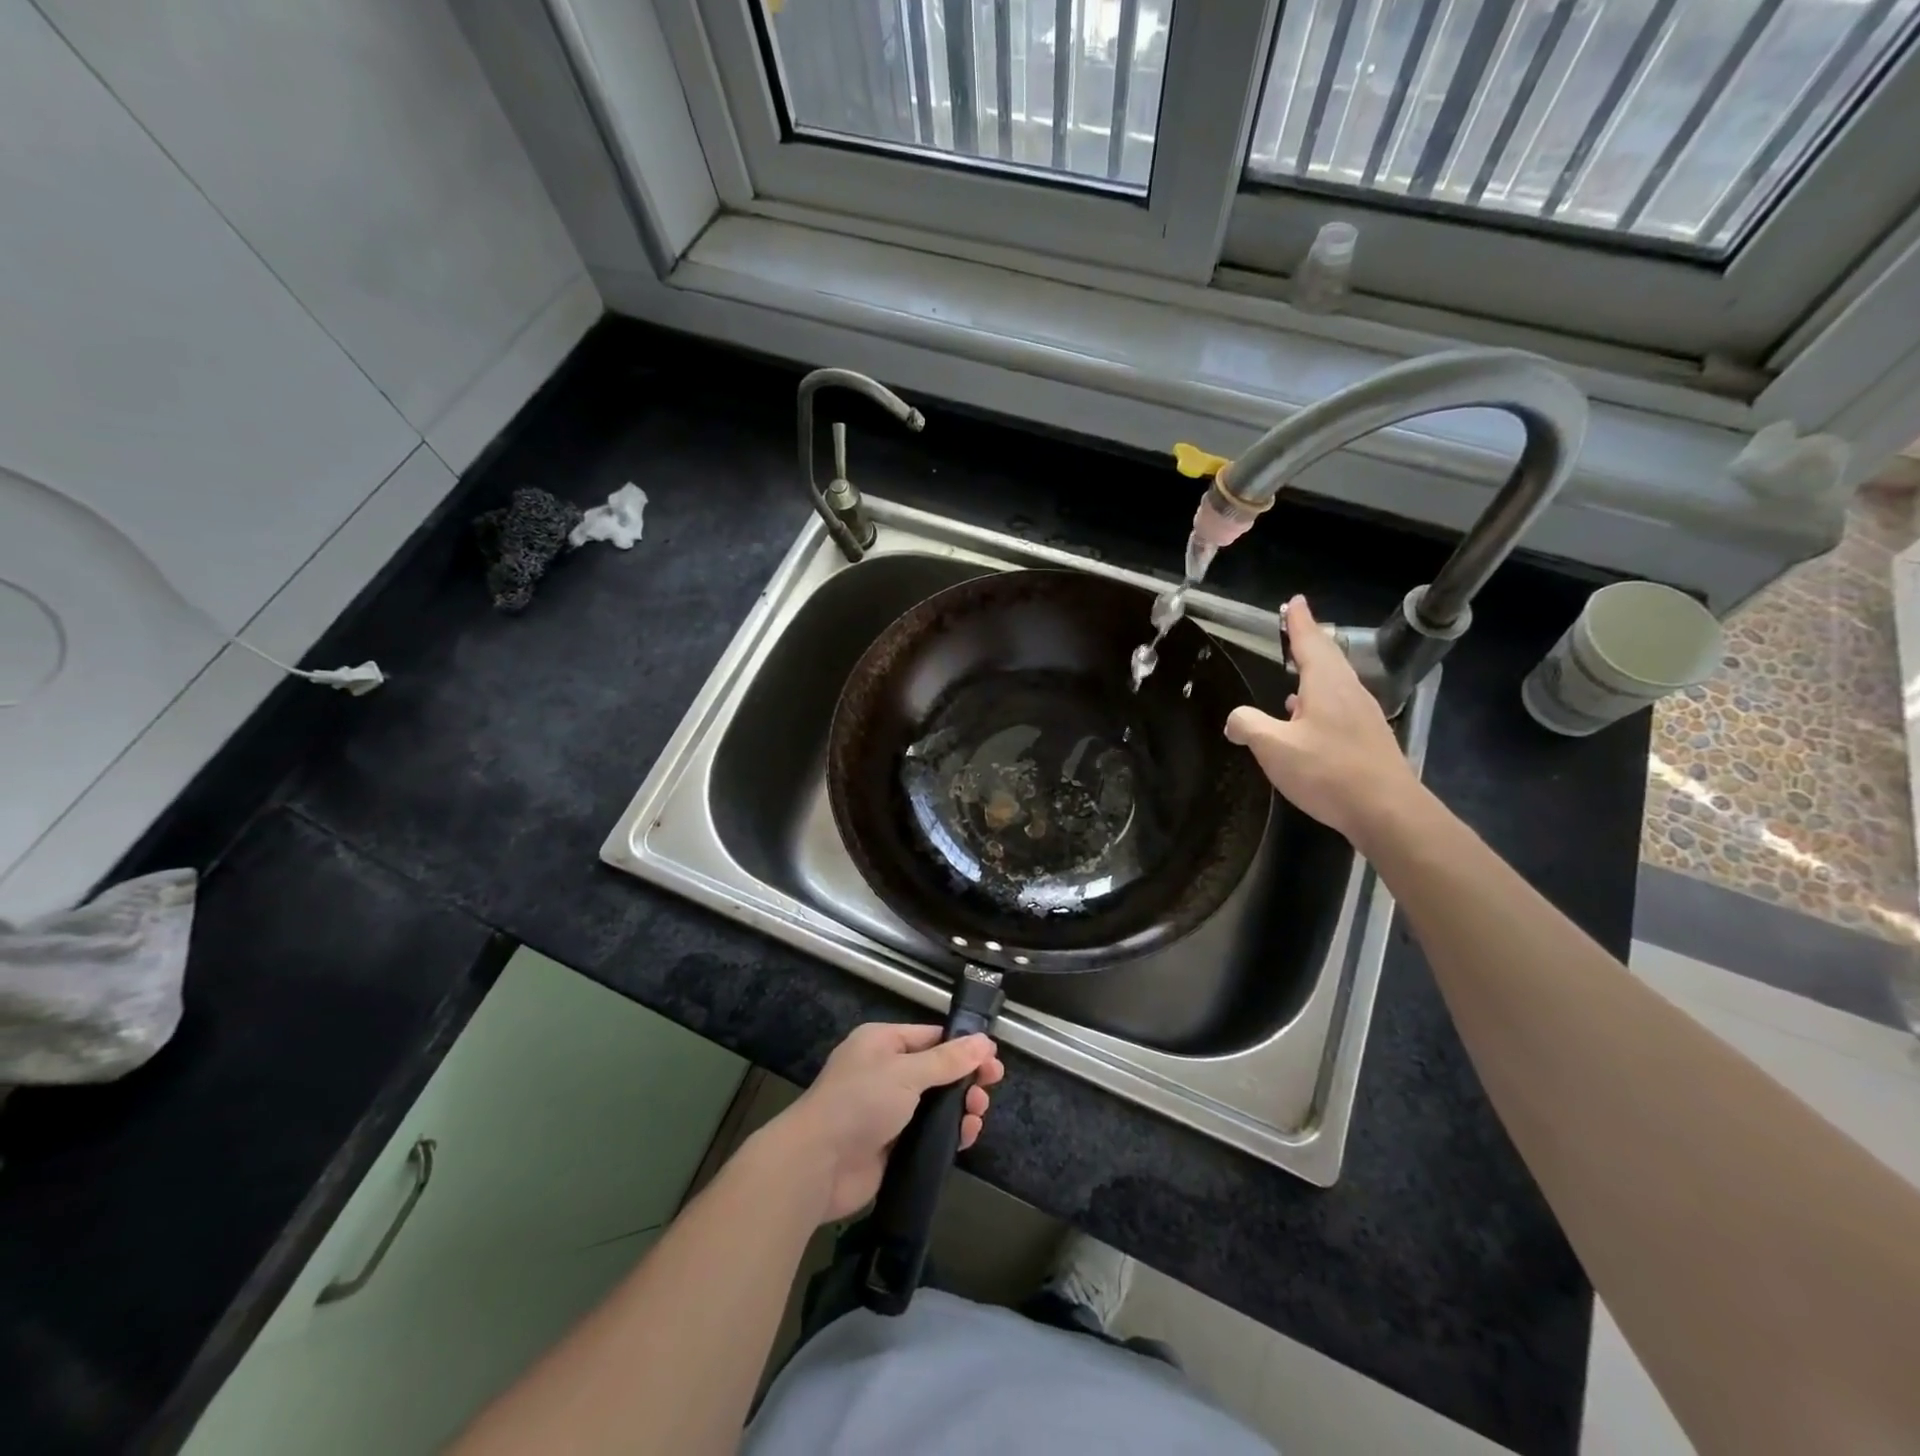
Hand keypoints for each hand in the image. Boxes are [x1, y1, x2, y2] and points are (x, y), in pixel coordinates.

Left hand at [766, 1023, 1004, 1222]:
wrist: (817, 1165)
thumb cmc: (860, 1103)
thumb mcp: (906, 1073)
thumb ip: (948, 1061)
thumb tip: (985, 1042)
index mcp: (882, 1043)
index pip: (930, 1037)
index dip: (962, 1046)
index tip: (992, 1058)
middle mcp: (884, 1073)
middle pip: (936, 1071)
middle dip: (965, 1078)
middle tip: (993, 1086)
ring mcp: (887, 1111)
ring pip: (934, 1105)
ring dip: (960, 1107)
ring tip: (978, 1113)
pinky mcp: (891, 1146)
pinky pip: (927, 1135)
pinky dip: (948, 1134)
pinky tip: (967, 1136)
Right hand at [1224, 595, 1421, 845]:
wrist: (1387, 811)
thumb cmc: (1328, 771)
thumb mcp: (1274, 748)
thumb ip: (1249, 726)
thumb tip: (1235, 720)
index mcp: (1327, 684)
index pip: (1310, 642)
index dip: (1299, 622)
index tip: (1295, 601)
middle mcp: (1349, 692)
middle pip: (1327, 658)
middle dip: (1309, 641)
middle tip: (1294, 628)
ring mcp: (1363, 715)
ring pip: (1334, 683)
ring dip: (1313, 674)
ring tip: (1293, 675)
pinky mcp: (1368, 738)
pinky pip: (1339, 706)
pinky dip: (1319, 700)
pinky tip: (1306, 719)